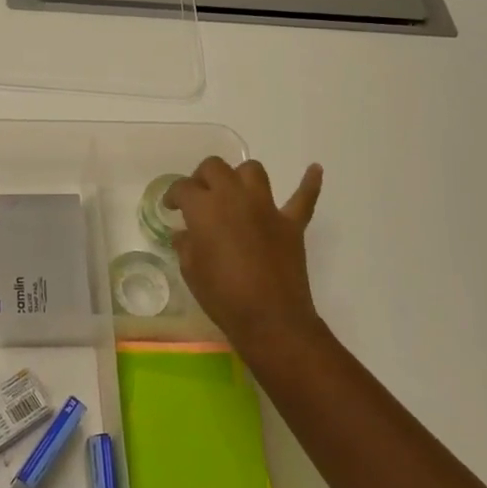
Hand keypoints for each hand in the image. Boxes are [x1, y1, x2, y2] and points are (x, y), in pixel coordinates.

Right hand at [165, 158, 324, 357]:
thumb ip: (186, 244)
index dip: (174, 195)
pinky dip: (309, 182)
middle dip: (203, 177)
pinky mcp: (291, 223)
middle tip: (199, 196)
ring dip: (241, 176)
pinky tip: (314, 169)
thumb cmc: (222, 296)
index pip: (183, 188)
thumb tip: (185, 233)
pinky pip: (304, 196)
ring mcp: (266, 207)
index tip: (171, 207)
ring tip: (235, 191)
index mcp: (204, 208)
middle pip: (215, 167)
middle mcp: (234, 197)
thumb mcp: (191, 271)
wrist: (270, 320)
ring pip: (253, 171)